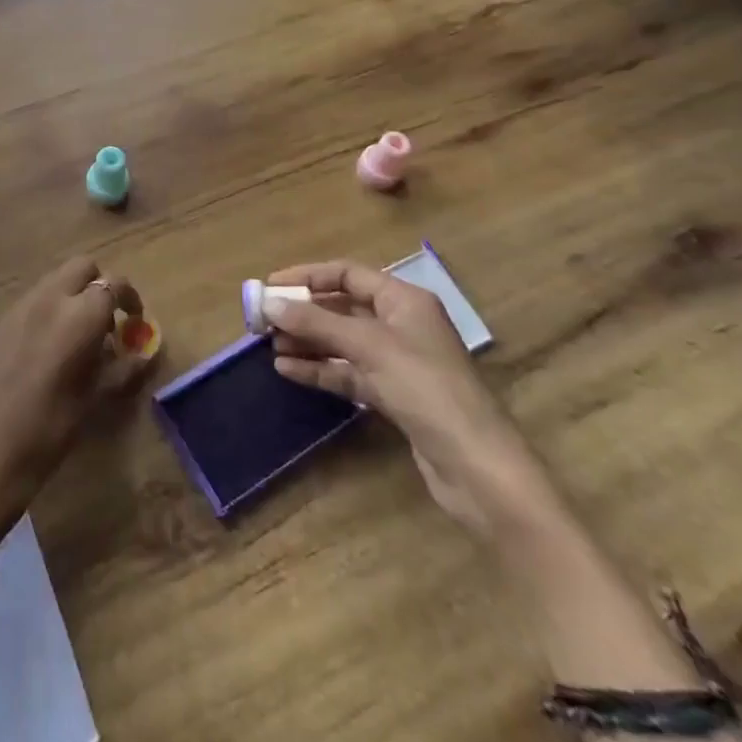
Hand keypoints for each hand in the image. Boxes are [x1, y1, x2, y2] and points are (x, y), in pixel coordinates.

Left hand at [0, 257, 151, 563]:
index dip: (130, 299)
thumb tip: (142, 355)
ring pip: (55, 281)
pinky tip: (49, 353)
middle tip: (109, 325)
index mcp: (77, 317)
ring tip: (80, 342)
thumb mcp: (90, 404)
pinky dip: (50, 311)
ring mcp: (17, 309)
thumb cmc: (43, 437)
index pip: (113, 285)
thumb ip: (120, 371)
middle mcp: (47, 300)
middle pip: (81, 268)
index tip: (136, 322)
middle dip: (100, 287)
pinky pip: (33, 301)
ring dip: (74, 297)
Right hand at [263, 260, 558, 540]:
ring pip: (342, 342)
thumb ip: (317, 323)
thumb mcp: (368, 346)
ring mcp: (397, 362)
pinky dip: (320, 369)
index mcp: (403, 300)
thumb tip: (270, 303)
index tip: (270, 286)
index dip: (308, 276)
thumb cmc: (426, 389)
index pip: (347, 274)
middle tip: (263, 319)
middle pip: (342, 308)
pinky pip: (348, 373)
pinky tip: (288, 370)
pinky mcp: (393, 396)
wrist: (477, 467)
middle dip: (303, 312)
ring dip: (307, 341)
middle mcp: (400, 325)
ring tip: (270, 346)